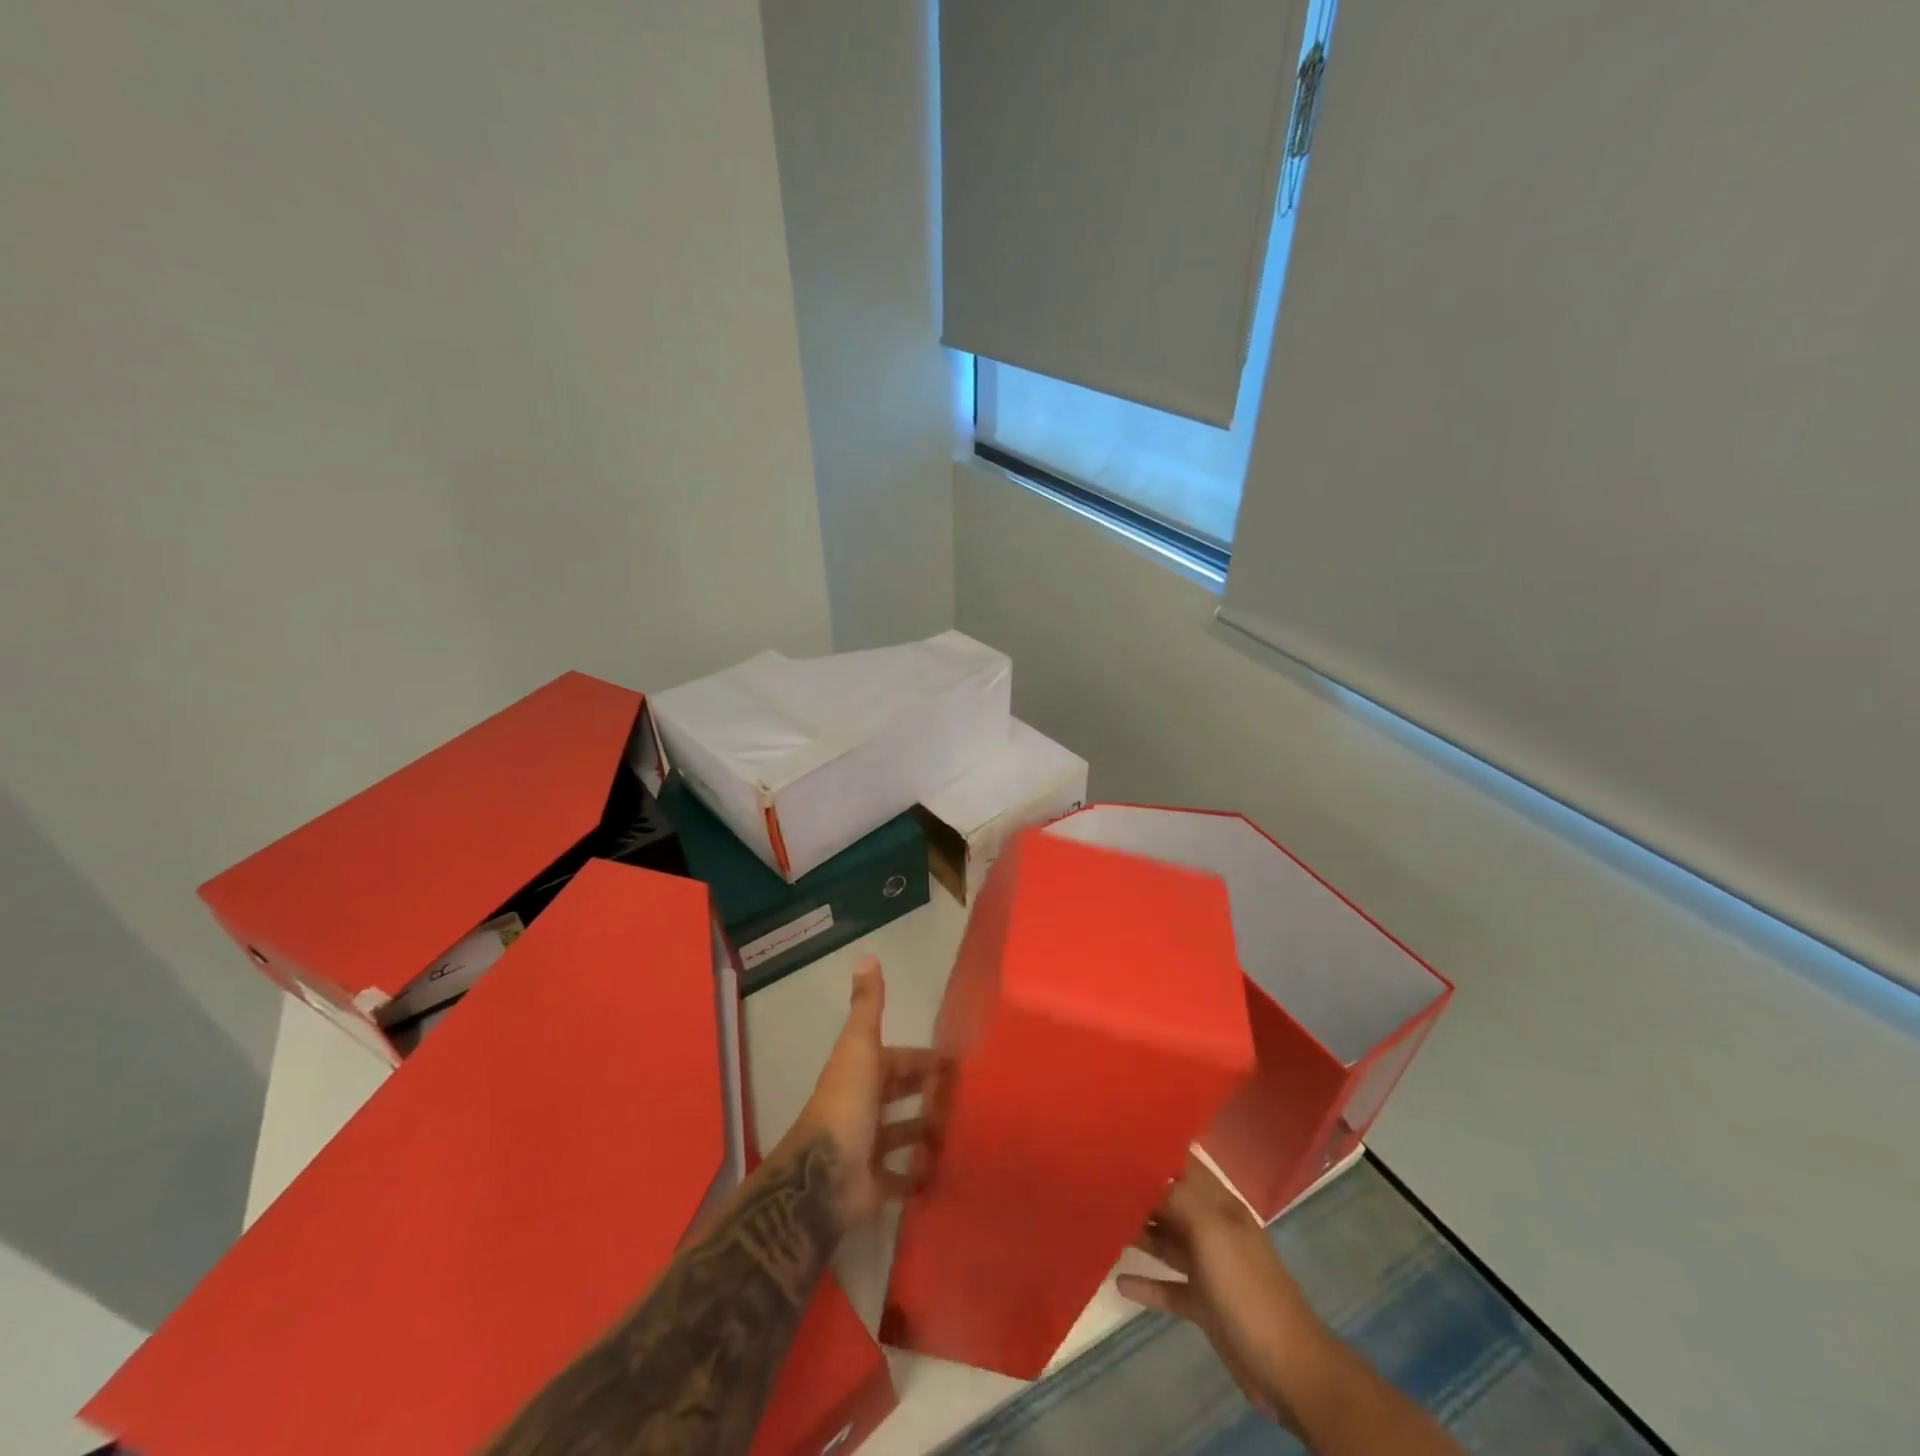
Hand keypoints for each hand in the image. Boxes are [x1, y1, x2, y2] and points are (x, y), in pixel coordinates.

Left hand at [778, 957, 935, 1227]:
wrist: (823, 1177)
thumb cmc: (846, 1103)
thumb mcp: (859, 1045)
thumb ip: (868, 1005)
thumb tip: (867, 955)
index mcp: (860, 1073)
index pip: (895, 1060)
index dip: (921, 1059)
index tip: (955, 1064)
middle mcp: (862, 1107)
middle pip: (899, 1095)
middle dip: (927, 1092)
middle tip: (966, 1097)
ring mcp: (866, 1147)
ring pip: (901, 1135)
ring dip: (926, 1132)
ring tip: (962, 1131)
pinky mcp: (873, 1185)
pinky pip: (901, 1178)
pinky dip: (919, 1175)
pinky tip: (945, 1170)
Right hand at [1118, 1154, 1322, 1426]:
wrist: (1288, 1369)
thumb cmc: (1247, 1290)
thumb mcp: (1211, 1233)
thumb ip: (1176, 1198)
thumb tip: (1143, 1170)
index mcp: (1220, 1206)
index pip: (1184, 1165)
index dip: (1155, 1151)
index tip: (1118, 1139)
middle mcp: (1213, 1229)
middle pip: (1171, 1201)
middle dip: (1140, 1191)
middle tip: (1098, 1179)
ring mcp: (1210, 1269)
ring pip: (1168, 1241)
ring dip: (1140, 1232)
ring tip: (1102, 1221)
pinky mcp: (1204, 1305)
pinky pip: (1169, 1287)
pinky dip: (1147, 1284)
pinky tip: (1119, 1282)